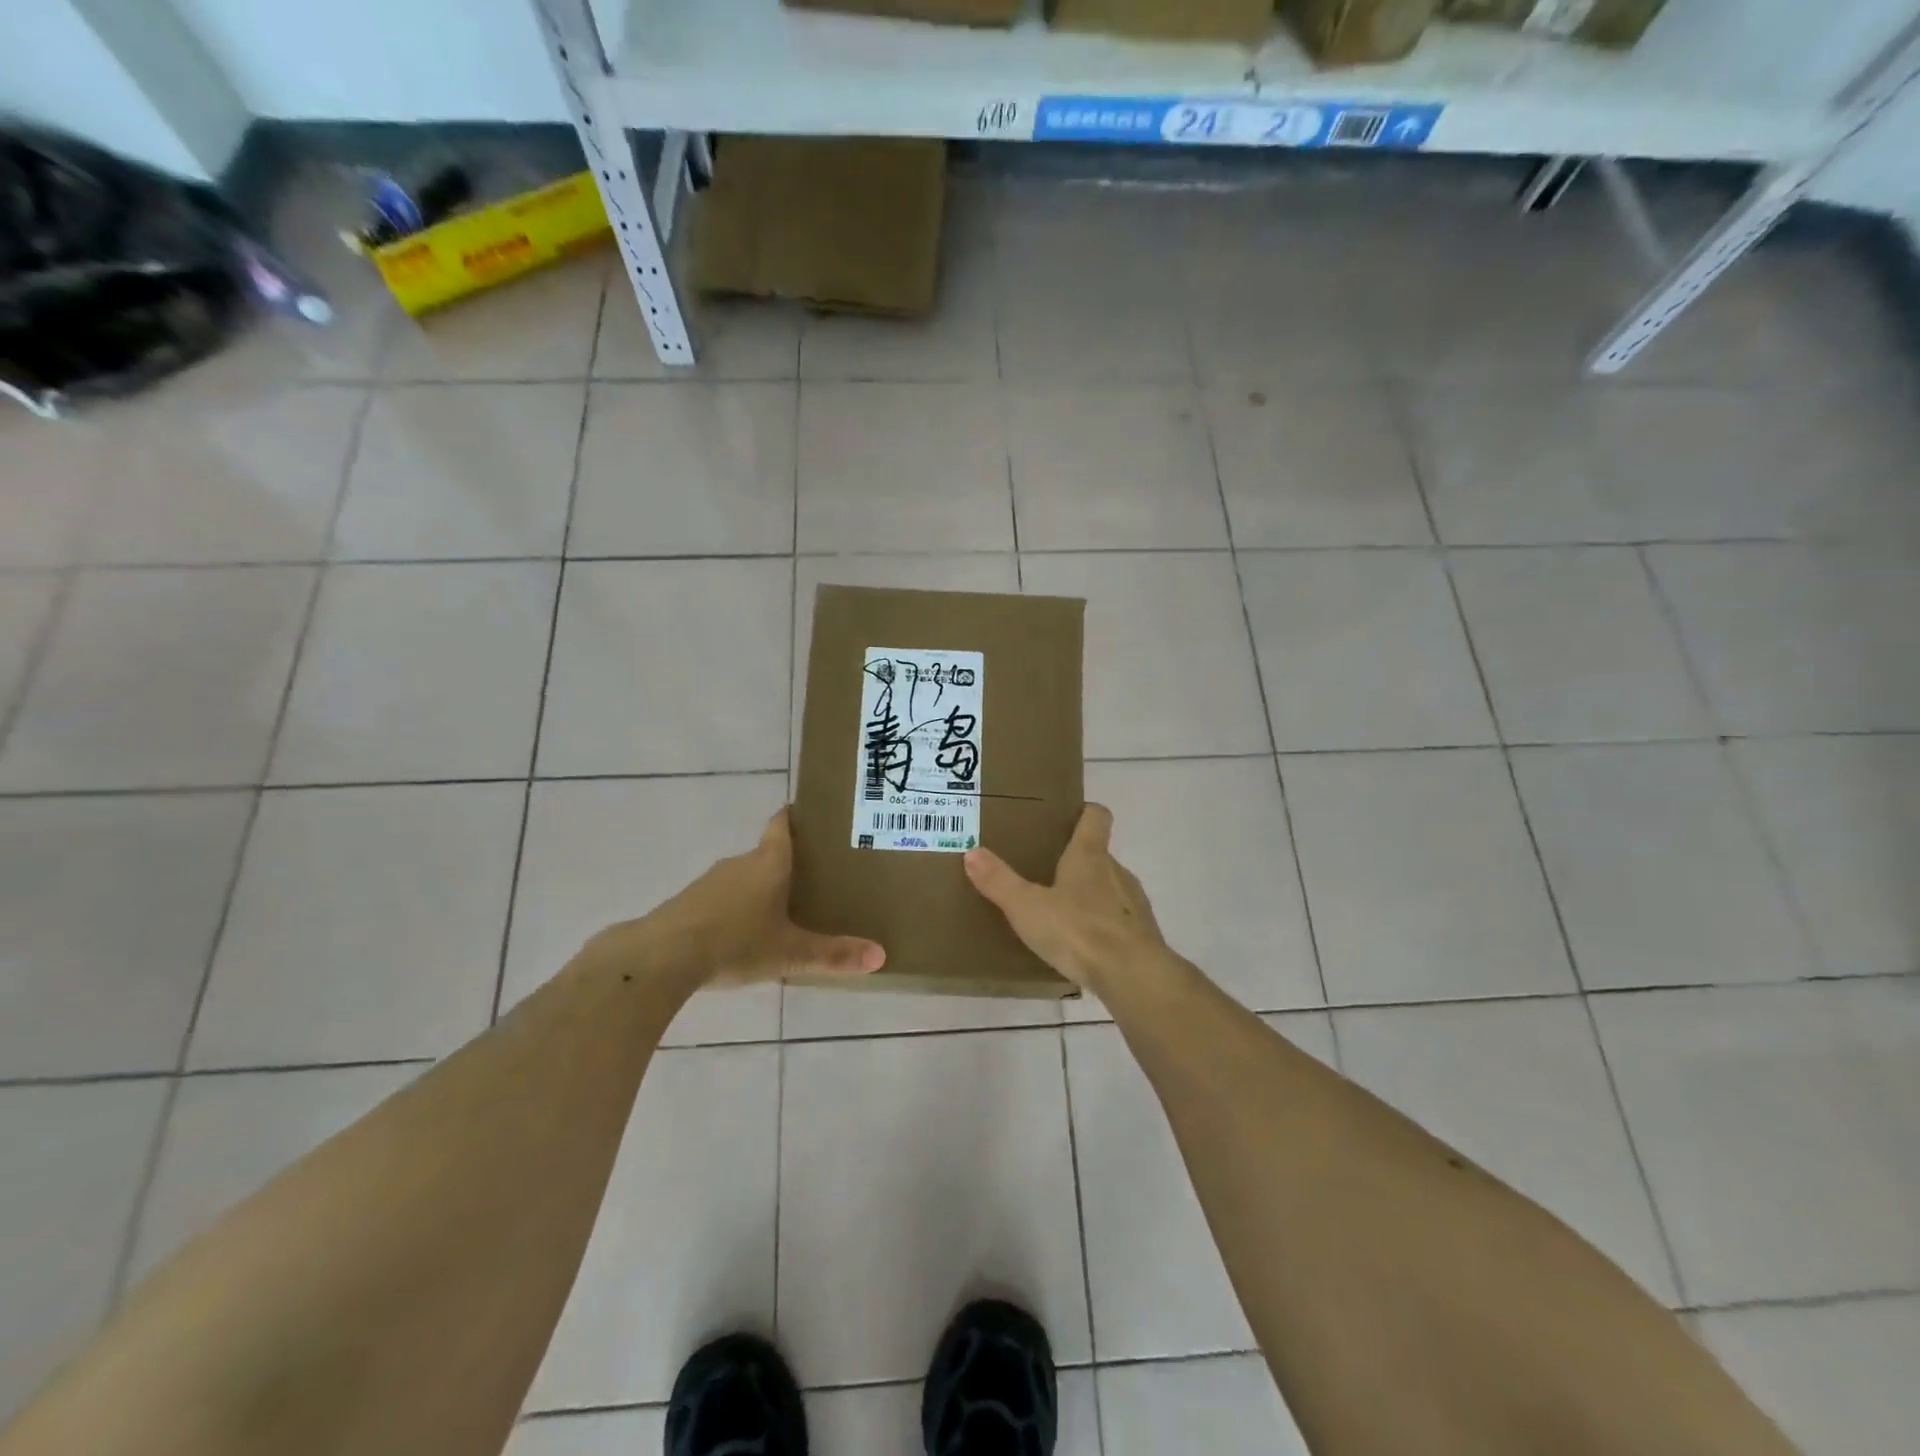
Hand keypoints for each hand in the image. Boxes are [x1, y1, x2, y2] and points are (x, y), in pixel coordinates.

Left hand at [598, 809, 885, 987]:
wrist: (661, 957)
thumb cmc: (735, 942)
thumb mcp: (790, 954)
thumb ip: (833, 955)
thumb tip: (881, 955)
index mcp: (769, 863)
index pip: (783, 824)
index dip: (796, 816)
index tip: (811, 815)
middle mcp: (740, 863)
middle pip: (766, 853)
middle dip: (787, 862)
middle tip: (813, 877)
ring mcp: (709, 882)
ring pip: (743, 877)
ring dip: (759, 887)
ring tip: (781, 908)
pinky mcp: (688, 904)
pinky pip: (720, 898)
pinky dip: (734, 908)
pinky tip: (741, 934)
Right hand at [964, 804, 1166, 989]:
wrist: (1134, 976)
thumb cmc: (1079, 931)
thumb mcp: (1027, 907)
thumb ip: (999, 881)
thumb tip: (972, 852)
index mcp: (1089, 856)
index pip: (1096, 816)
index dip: (1085, 811)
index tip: (1067, 815)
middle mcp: (1116, 871)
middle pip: (1099, 854)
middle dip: (1076, 859)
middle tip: (1046, 871)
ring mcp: (1133, 903)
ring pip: (1110, 887)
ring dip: (1089, 894)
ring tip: (1061, 911)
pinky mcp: (1141, 934)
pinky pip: (1118, 920)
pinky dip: (1102, 925)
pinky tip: (1082, 944)